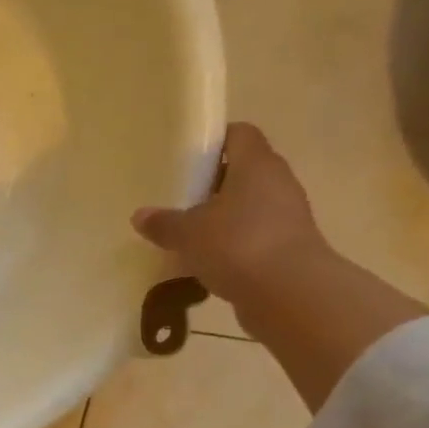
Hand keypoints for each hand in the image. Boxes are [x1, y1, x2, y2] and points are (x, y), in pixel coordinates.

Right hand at [131, 122, 328, 307]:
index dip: (214, 141)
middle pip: (243, 170)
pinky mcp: (287, 246)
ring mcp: (287, 215)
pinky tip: (206, 260)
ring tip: (188, 233)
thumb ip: (162, 222)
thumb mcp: (187, 233)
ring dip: (221, 216)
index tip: (186, 158)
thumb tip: (140, 215)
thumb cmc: (236, 245)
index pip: (239, 134)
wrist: (288, 292)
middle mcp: (277, 182)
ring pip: (248, 205)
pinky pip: (253, 234)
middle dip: (212, 184)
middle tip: (179, 198)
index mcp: (256, 165)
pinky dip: (231, 243)